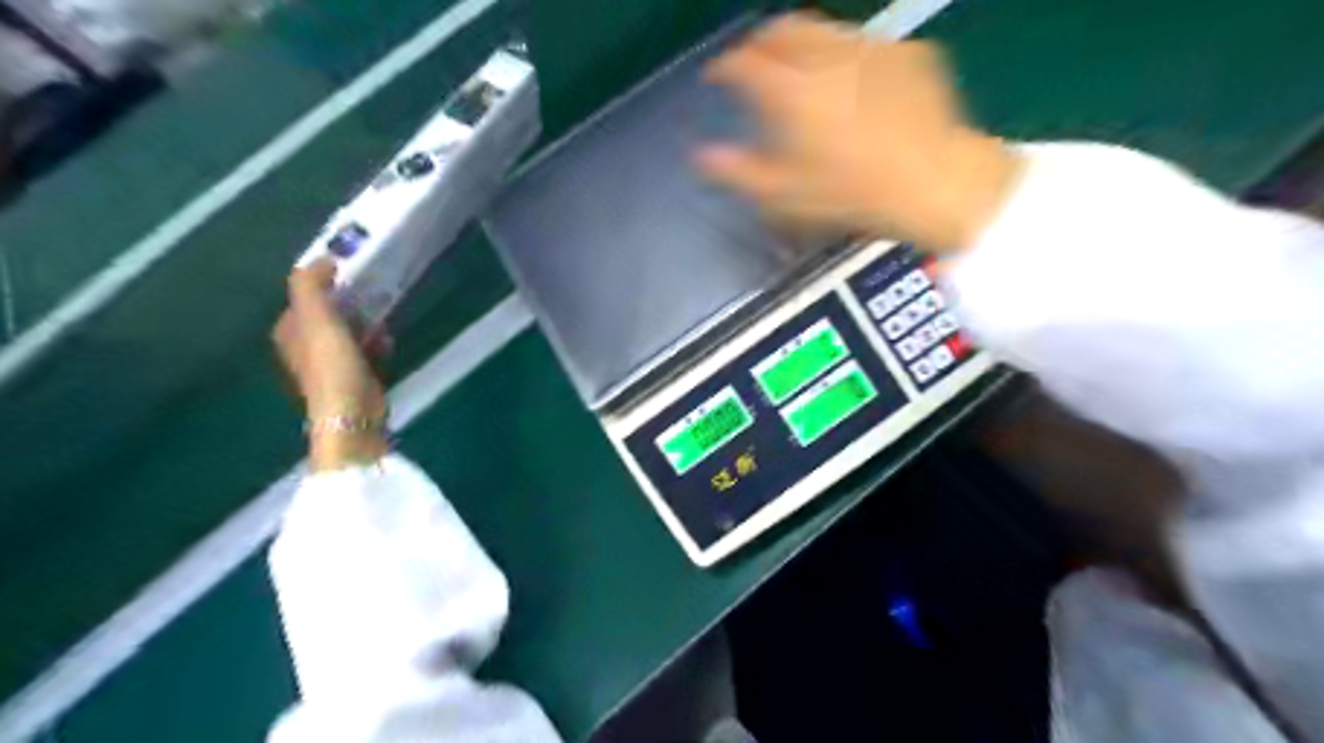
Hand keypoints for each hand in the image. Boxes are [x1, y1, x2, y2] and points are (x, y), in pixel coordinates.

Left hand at [272, 261, 387, 470]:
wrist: (353, 412)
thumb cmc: (332, 365)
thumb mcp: (317, 318)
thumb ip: (310, 285)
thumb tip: (322, 259)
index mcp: (290, 332)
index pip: (303, 298)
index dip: (323, 284)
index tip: (349, 273)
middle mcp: (306, 347)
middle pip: (329, 314)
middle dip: (350, 303)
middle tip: (372, 292)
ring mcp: (332, 364)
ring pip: (350, 331)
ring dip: (367, 322)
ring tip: (383, 317)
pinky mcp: (356, 377)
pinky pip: (367, 350)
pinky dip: (377, 343)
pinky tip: (388, 342)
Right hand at [698, 11, 1028, 251]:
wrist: (934, 182)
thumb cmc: (850, 195)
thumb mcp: (784, 195)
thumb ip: (736, 172)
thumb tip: (701, 155)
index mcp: (790, 90)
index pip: (743, 62)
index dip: (723, 67)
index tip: (716, 76)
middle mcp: (825, 55)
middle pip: (782, 28)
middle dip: (761, 41)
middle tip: (755, 61)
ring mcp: (871, 48)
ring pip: (825, 29)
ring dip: (802, 43)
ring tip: (801, 68)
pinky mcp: (908, 52)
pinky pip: (866, 45)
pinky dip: (846, 56)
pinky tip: (853, 82)